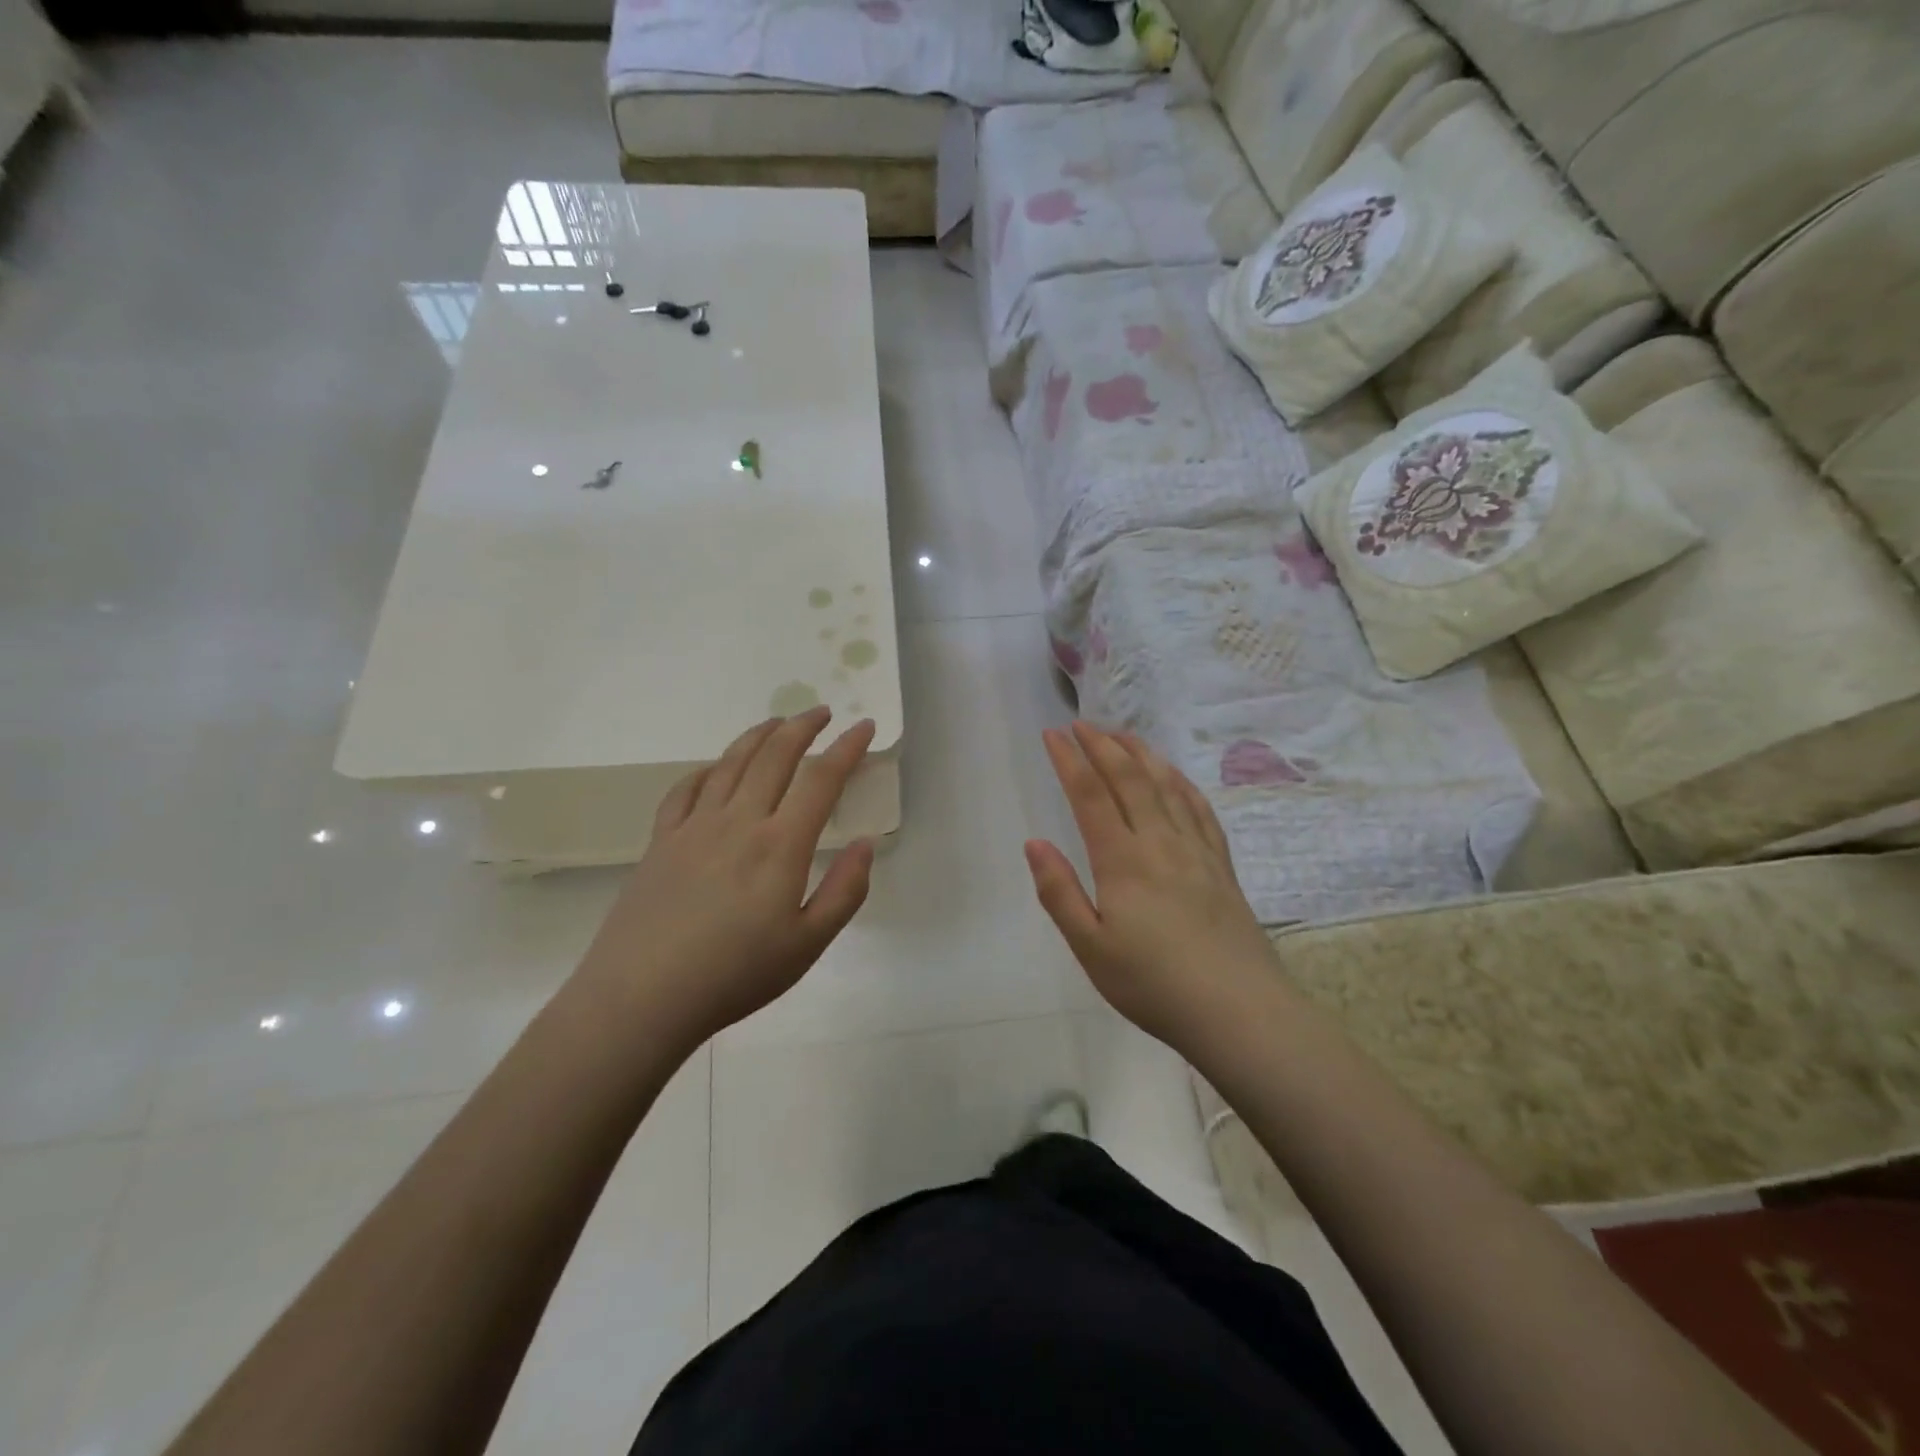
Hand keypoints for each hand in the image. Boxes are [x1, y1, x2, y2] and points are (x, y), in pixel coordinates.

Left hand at [574, 707, 875, 1050]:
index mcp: (780, 846)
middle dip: (802, 727)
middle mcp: (738, 822)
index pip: (821, 780)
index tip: (863, 726)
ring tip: (777, 722)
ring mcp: (694, 827)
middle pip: (774, 756)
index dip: (847, 748)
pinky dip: (708, 768)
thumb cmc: (734, 976)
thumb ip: (844, 891)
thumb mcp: (808, 945)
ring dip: (759, 735)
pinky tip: (716, 768)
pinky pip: (686, 789)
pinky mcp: (661, 841)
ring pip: (731, 763)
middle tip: (821, 712)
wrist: (642, 998)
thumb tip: (866, 844)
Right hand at [1025, 722, 1279, 1047]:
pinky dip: (1181, 783)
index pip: (1091, 795)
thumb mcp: (1091, 948)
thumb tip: (1034, 842)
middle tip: (1081, 723)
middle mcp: (1160, 842)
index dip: (1070, 760)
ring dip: (1141, 753)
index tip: (1052, 734)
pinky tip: (1174, 776)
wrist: (1239, 1011)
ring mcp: (1197, 850)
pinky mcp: (1222, 865)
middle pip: (1130, 779)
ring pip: (1166, 785)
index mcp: (1123, 861)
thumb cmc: (1154, 984)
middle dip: (1103, 745)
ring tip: (1122, 734)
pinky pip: (1200, 809)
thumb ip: (1059, 893)